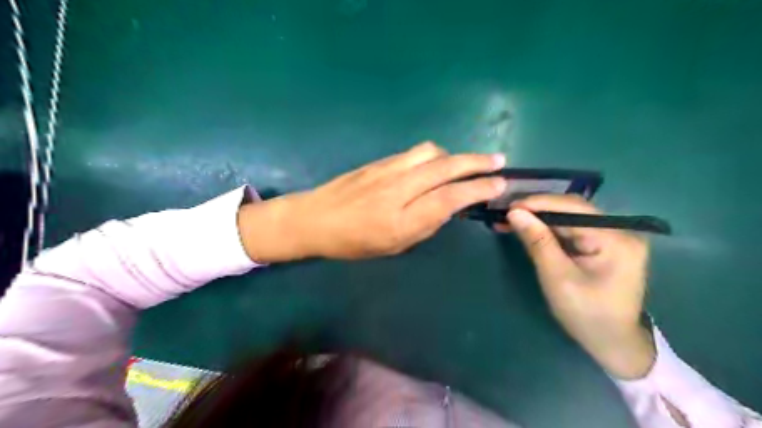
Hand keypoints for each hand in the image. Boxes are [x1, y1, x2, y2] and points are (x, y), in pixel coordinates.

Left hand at [237, 142, 503, 260]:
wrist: (314, 219)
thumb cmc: (353, 242)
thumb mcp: (394, 246)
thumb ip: (425, 225)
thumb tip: (448, 206)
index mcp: (402, 219)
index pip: (450, 197)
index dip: (479, 189)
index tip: (499, 183)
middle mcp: (398, 189)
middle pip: (446, 167)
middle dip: (477, 162)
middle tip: (498, 161)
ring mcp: (387, 170)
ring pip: (431, 153)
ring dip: (454, 156)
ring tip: (465, 163)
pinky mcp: (379, 161)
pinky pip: (414, 152)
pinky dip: (433, 155)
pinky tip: (436, 162)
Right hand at [505, 194, 653, 376]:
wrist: (613, 343)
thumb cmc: (586, 314)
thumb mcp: (557, 278)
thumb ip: (537, 242)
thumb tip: (515, 212)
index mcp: (616, 239)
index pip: (574, 208)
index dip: (540, 203)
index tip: (510, 205)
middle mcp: (620, 231)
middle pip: (572, 211)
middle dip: (537, 211)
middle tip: (506, 212)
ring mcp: (613, 237)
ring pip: (569, 219)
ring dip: (540, 219)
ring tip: (511, 220)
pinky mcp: (604, 245)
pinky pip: (572, 230)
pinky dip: (549, 230)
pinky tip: (529, 229)